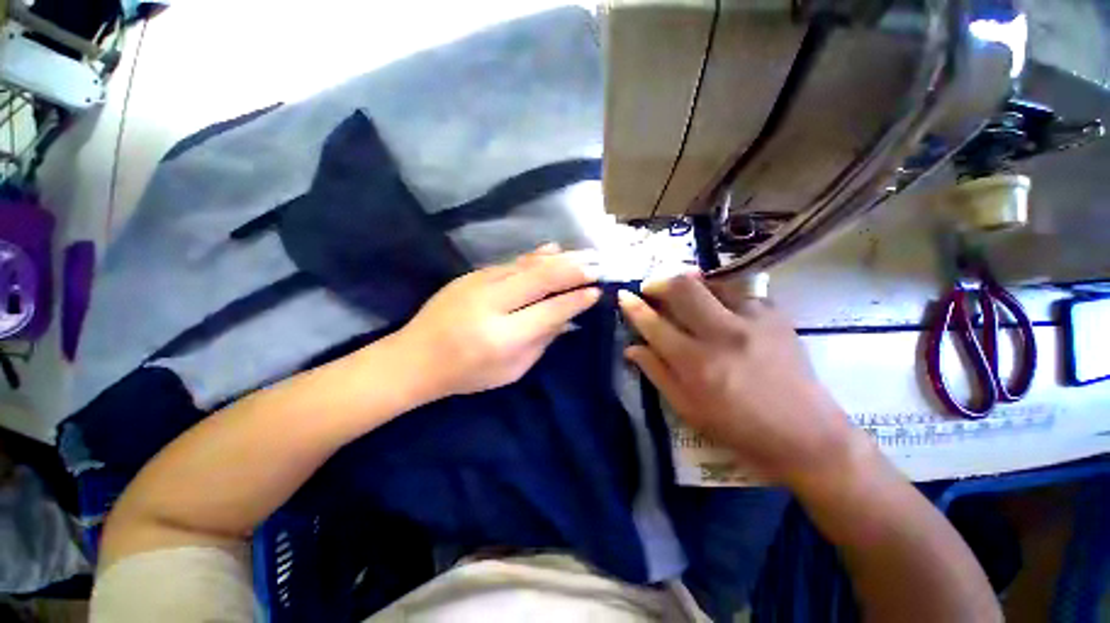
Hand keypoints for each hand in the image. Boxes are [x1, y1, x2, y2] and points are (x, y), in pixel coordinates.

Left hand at [395, 244, 600, 397]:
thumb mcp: (512, 370)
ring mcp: (479, 284)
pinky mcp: (472, 275)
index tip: (597, 291)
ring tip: (585, 252)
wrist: (415, 357)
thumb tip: (568, 317)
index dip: (576, 300)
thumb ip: (542, 341)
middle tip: (599, 264)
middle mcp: (492, 304)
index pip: (550, 310)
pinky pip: (512, 262)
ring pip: (528, 265)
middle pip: (541, 278)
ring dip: (560, 258)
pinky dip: (536, 256)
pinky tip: (553, 249)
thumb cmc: (467, 373)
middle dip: (574, 269)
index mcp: (503, 337)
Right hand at [618, 274, 858, 485]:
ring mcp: (753, 321)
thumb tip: (631, 347)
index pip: (654, 324)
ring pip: (712, 282)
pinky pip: (740, 292)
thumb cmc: (739, 430)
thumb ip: (657, 373)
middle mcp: (722, 334)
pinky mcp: (776, 316)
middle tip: (651, 288)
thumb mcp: (688, 409)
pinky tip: (721, 308)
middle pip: (683, 288)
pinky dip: (722, 294)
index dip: (634, 307)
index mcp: (696, 364)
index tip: (623, 296)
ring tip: (684, 294)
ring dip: (690, 283)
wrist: (807, 436)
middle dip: (660, 282)